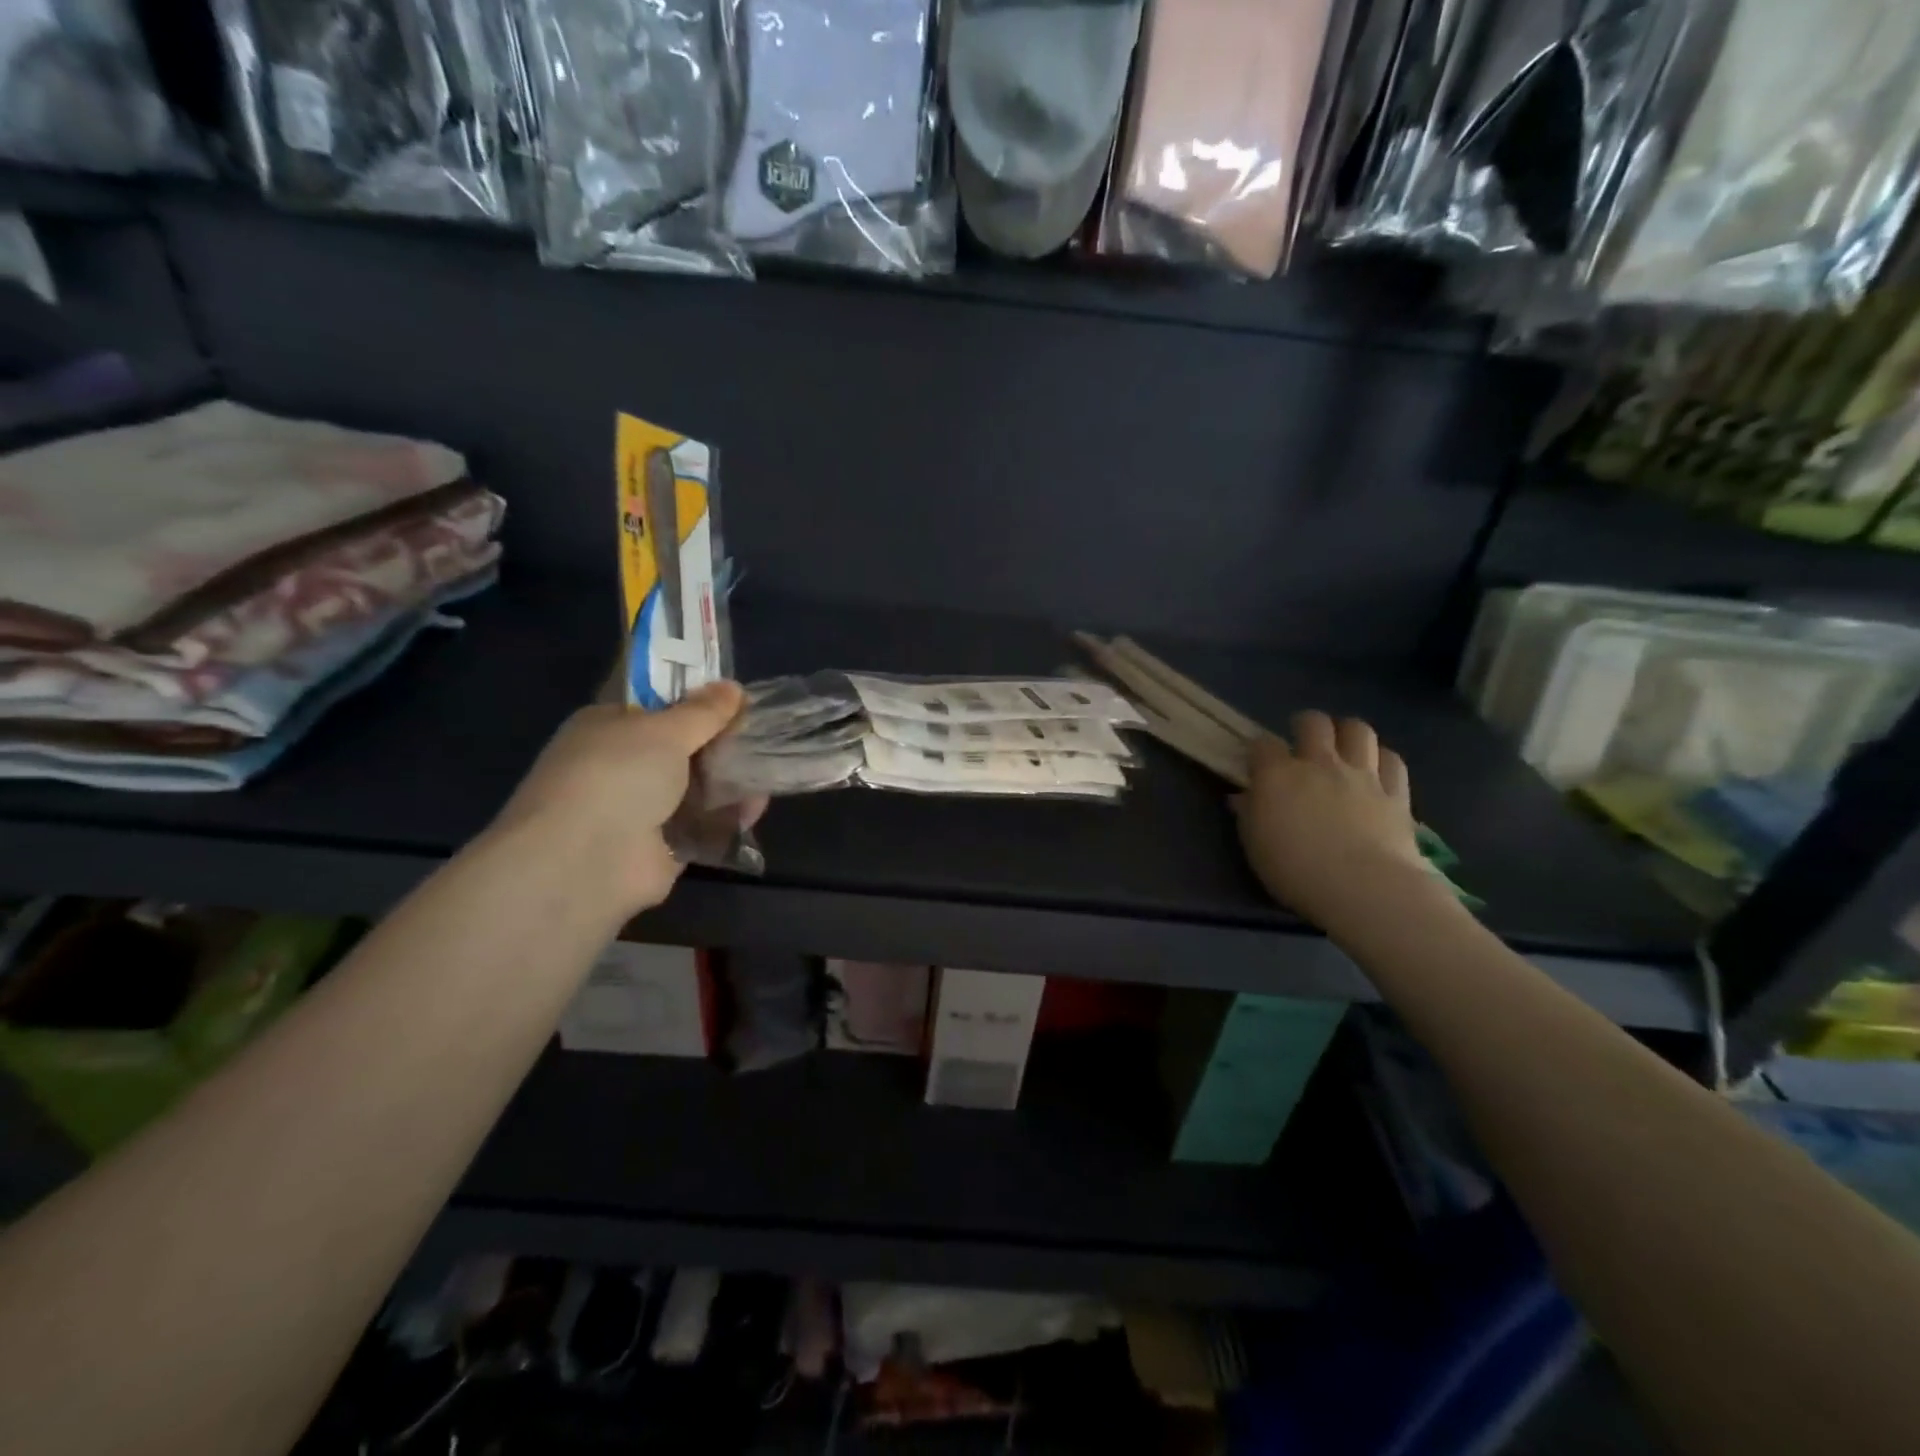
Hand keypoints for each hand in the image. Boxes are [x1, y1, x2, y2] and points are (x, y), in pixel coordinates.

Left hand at [488, 681, 746, 917]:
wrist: (585, 862)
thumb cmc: (618, 775)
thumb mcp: (665, 730)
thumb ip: (703, 712)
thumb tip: (733, 687)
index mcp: (608, 728)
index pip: (656, 708)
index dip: (696, 702)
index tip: (737, 700)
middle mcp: (621, 767)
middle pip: (682, 749)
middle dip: (722, 743)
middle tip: (763, 735)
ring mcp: (640, 810)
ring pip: (696, 788)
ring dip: (730, 780)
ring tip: (770, 770)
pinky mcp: (662, 849)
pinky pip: (703, 826)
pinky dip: (729, 817)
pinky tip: (756, 807)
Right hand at [1234, 710, 1436, 931]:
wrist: (1363, 888)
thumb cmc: (1295, 870)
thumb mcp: (1255, 845)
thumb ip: (1248, 814)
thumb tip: (1242, 797)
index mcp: (1278, 775)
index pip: (1262, 744)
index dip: (1259, 750)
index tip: (1257, 764)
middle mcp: (1320, 763)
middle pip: (1313, 722)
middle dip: (1305, 726)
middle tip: (1303, 743)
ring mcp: (1361, 774)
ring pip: (1358, 730)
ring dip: (1347, 733)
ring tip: (1343, 748)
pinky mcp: (1396, 792)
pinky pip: (1391, 760)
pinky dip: (1382, 760)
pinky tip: (1376, 771)